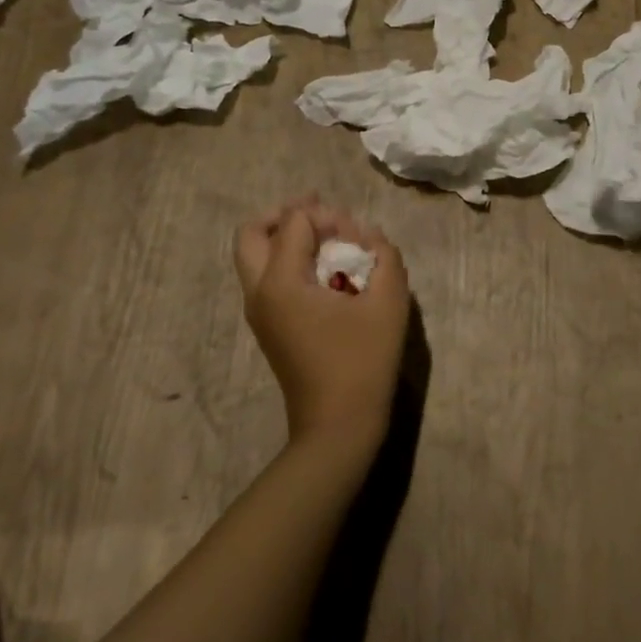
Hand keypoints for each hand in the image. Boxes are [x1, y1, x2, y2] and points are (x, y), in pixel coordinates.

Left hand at [233, 196, 410, 453]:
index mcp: (281, 281)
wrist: (338, 426)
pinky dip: (287, 261)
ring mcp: (258, 311)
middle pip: (252, 232)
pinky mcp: (267, 327)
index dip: (329, 216)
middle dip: (286, 214)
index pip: (295, 220)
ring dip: (285, 238)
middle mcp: (259, 291)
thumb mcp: (388, 302)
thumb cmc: (363, 362)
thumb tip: (371, 237)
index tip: (359, 237)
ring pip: (254, 256)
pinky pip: (265, 277)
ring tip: (326, 240)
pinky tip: (325, 271)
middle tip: (321, 215)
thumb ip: (385, 256)